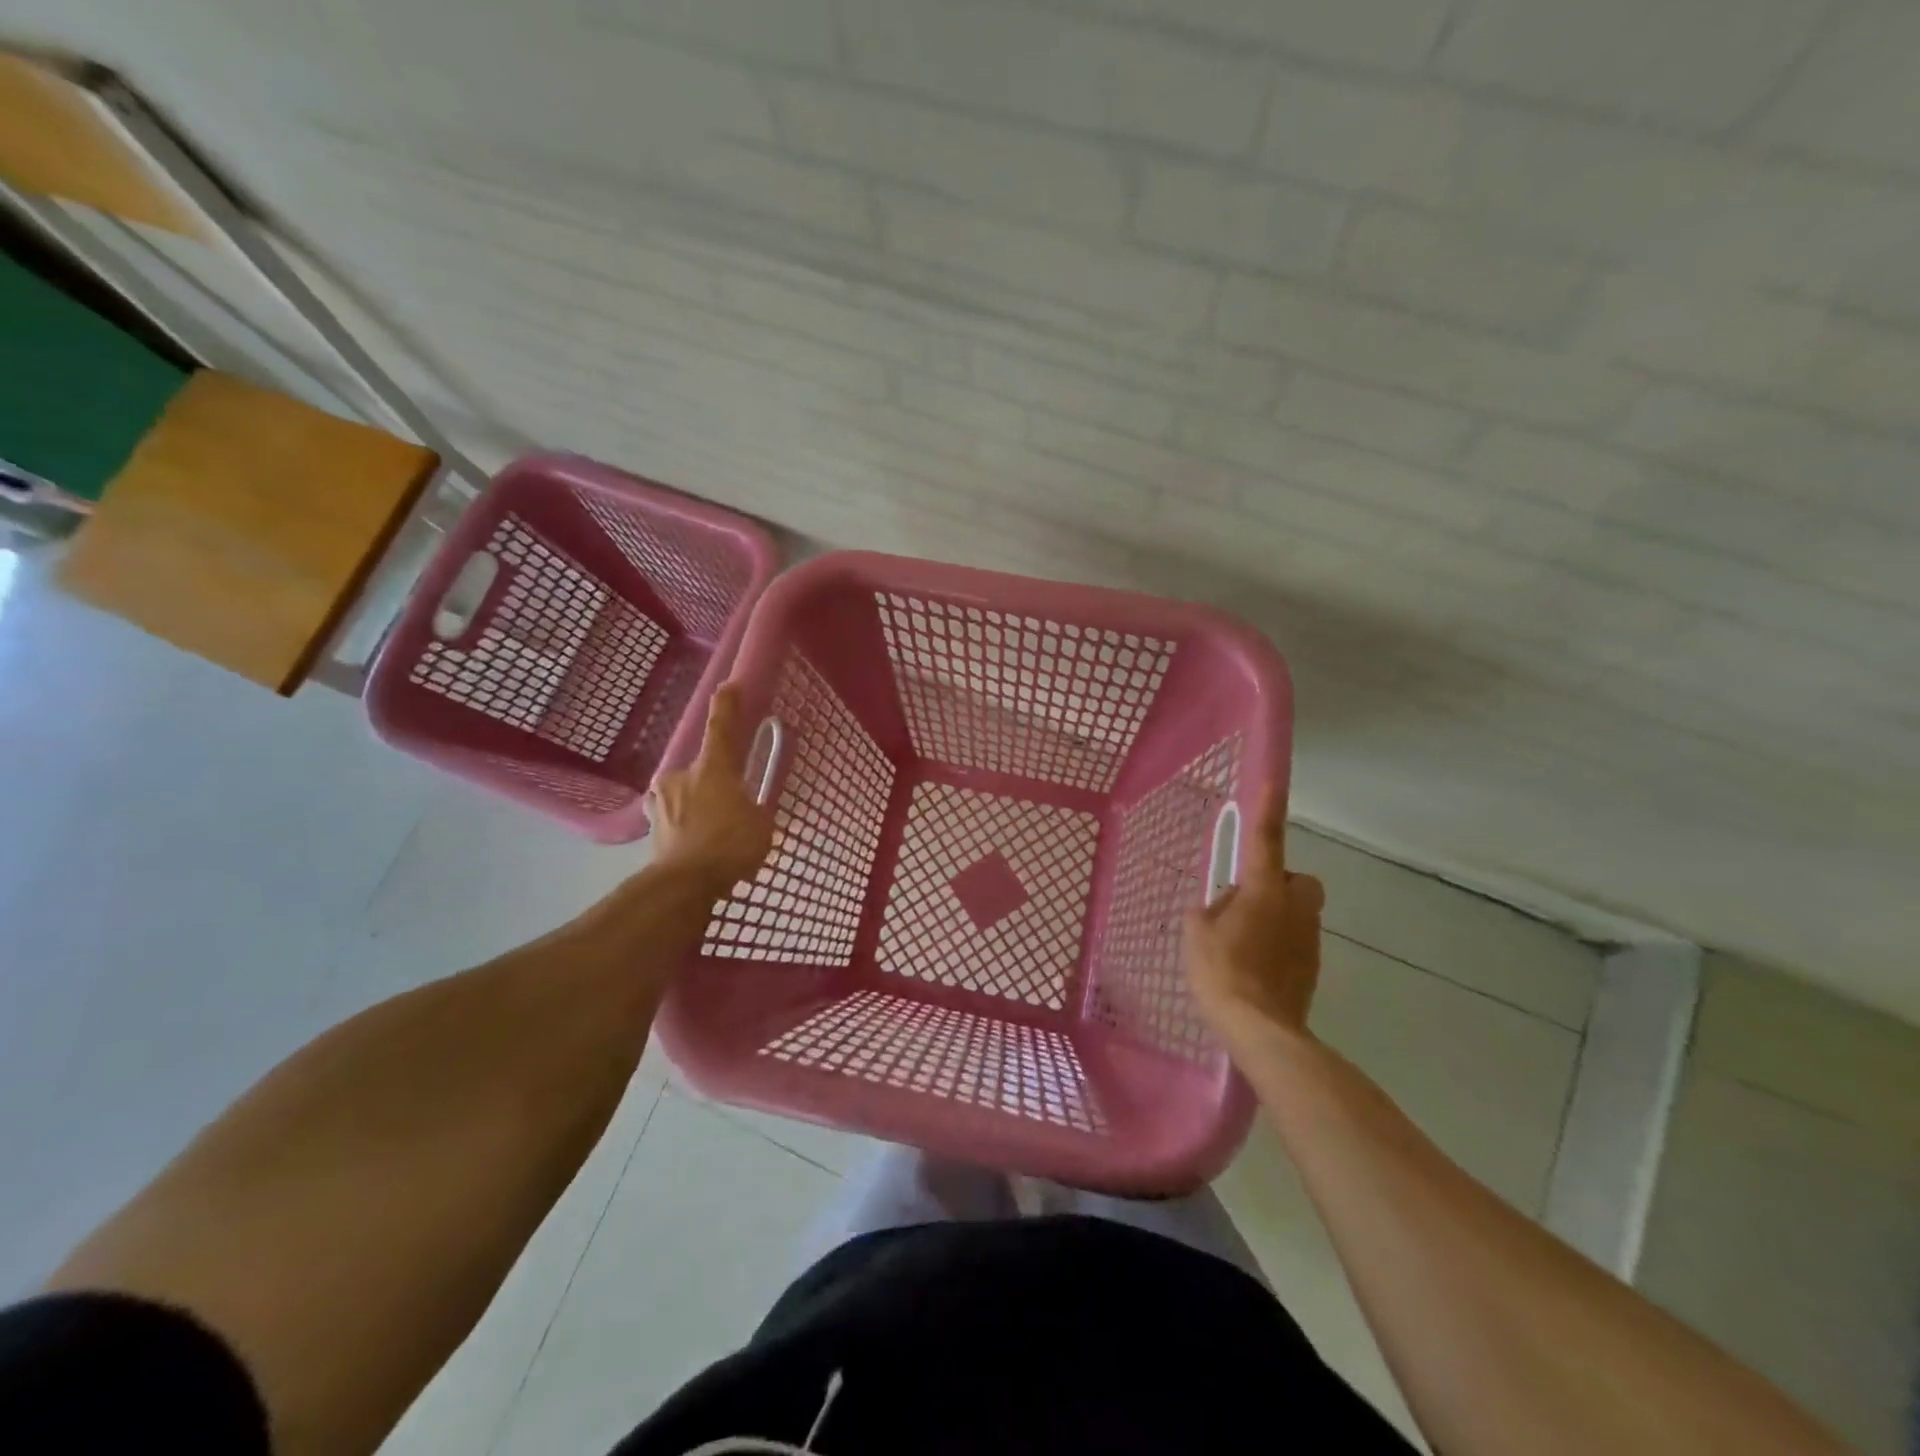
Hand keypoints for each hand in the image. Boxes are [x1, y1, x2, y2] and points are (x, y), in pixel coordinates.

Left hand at [646, 685, 773, 891]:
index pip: (720, 728)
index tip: (728, 686)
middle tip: (730, 805)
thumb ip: (755, 810)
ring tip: (711, 831)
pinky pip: (673, 817)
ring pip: (683, 794)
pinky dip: (684, 826)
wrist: (683, 884)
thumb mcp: (761, 825)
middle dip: (714, 783)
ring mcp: (660, 800)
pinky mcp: (650, 826)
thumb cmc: (730, 845)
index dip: (727, 705)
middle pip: (701, 770)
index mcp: (713, 768)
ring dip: (696, 805)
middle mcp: (682, 776)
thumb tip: (749, 810)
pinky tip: (694, 845)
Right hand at [1183, 786, 1325, 1051]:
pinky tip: (1253, 967)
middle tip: (1244, 902)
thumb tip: (1219, 906)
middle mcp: (1294, 907)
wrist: (1261, 1030)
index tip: (1273, 782)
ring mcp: (1308, 939)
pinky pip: (1294, 941)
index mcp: (1264, 890)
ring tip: (1240, 942)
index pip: (1266, 840)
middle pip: (1296, 880)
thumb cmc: (1223, 971)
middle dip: (1277, 883)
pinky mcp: (1312, 967)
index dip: (1268, 809)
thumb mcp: (1197, 934)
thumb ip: (1207, 910)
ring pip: (1296, 912)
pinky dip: (1278, 944)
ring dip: (1274, 915)